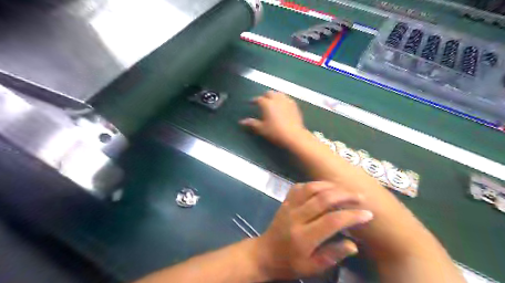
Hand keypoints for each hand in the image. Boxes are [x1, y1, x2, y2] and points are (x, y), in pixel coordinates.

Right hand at [241, 91, 307, 146]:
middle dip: (265, 96)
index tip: (251, 103)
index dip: (254, 100)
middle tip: (262, 101)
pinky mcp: (295, 105)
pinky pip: (287, 99)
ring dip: (275, 96)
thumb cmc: (275, 132)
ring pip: (279, 94)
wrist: (293, 135)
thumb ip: (252, 123)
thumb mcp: (261, 129)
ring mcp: (287, 101)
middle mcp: (277, 99)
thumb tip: (241, 121)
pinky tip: (283, 105)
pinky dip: (283, 100)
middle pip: (270, 93)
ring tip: (273, 101)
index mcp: (267, 103)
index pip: (258, 99)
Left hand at [254, 183, 371, 278]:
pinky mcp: (285, 201)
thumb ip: (332, 255)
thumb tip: (353, 244)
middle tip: (360, 196)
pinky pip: (299, 187)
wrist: (265, 253)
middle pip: (322, 199)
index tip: (367, 214)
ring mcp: (289, 206)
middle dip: (344, 195)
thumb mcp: (312, 268)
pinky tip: (324, 186)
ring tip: (345, 189)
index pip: (331, 221)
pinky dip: (314, 184)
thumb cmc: (290, 263)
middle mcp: (296, 217)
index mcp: (304, 237)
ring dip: (330, 186)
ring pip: (311, 188)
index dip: (351, 216)